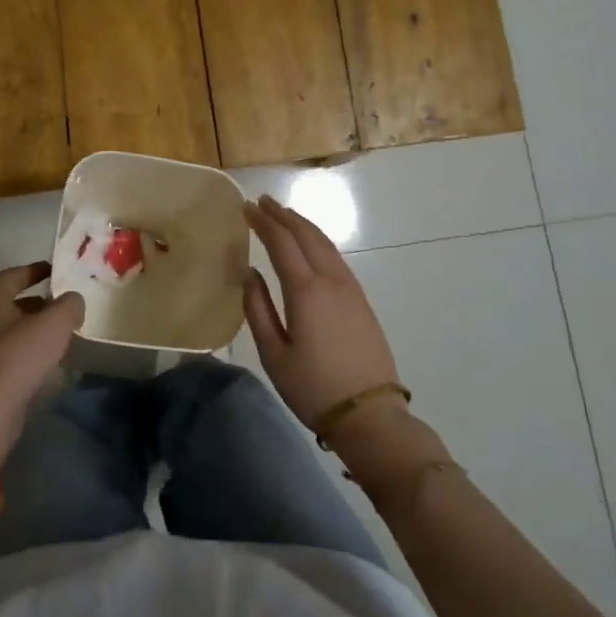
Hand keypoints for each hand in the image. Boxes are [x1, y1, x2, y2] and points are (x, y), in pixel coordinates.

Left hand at [0, 262, 83, 457]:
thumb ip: (69, 305)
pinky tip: (42, 361)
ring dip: (29, 328)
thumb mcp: (55, 323)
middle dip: (35, 302)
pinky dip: (22, 350)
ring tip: (56, 334)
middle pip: (8, 302)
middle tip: (59, 305)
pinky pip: (3, 352)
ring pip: (5, 329)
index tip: (54, 271)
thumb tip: (72, 301)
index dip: (35, 270)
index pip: (13, 275)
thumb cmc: (19, 356)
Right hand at [243, 195, 403, 432]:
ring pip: (325, 242)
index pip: (281, 242)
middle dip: (283, 214)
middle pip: (306, 234)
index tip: (246, 207)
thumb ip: (257, 309)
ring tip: (283, 215)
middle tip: (262, 201)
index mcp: (306, 291)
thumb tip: (250, 272)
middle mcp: (331, 280)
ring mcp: (350, 288)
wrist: (370, 415)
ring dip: (302, 224)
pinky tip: (309, 244)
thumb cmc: (313, 388)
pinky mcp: (361, 300)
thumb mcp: (274, 354)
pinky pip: (335, 256)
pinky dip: (317, 240)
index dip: (263, 221)